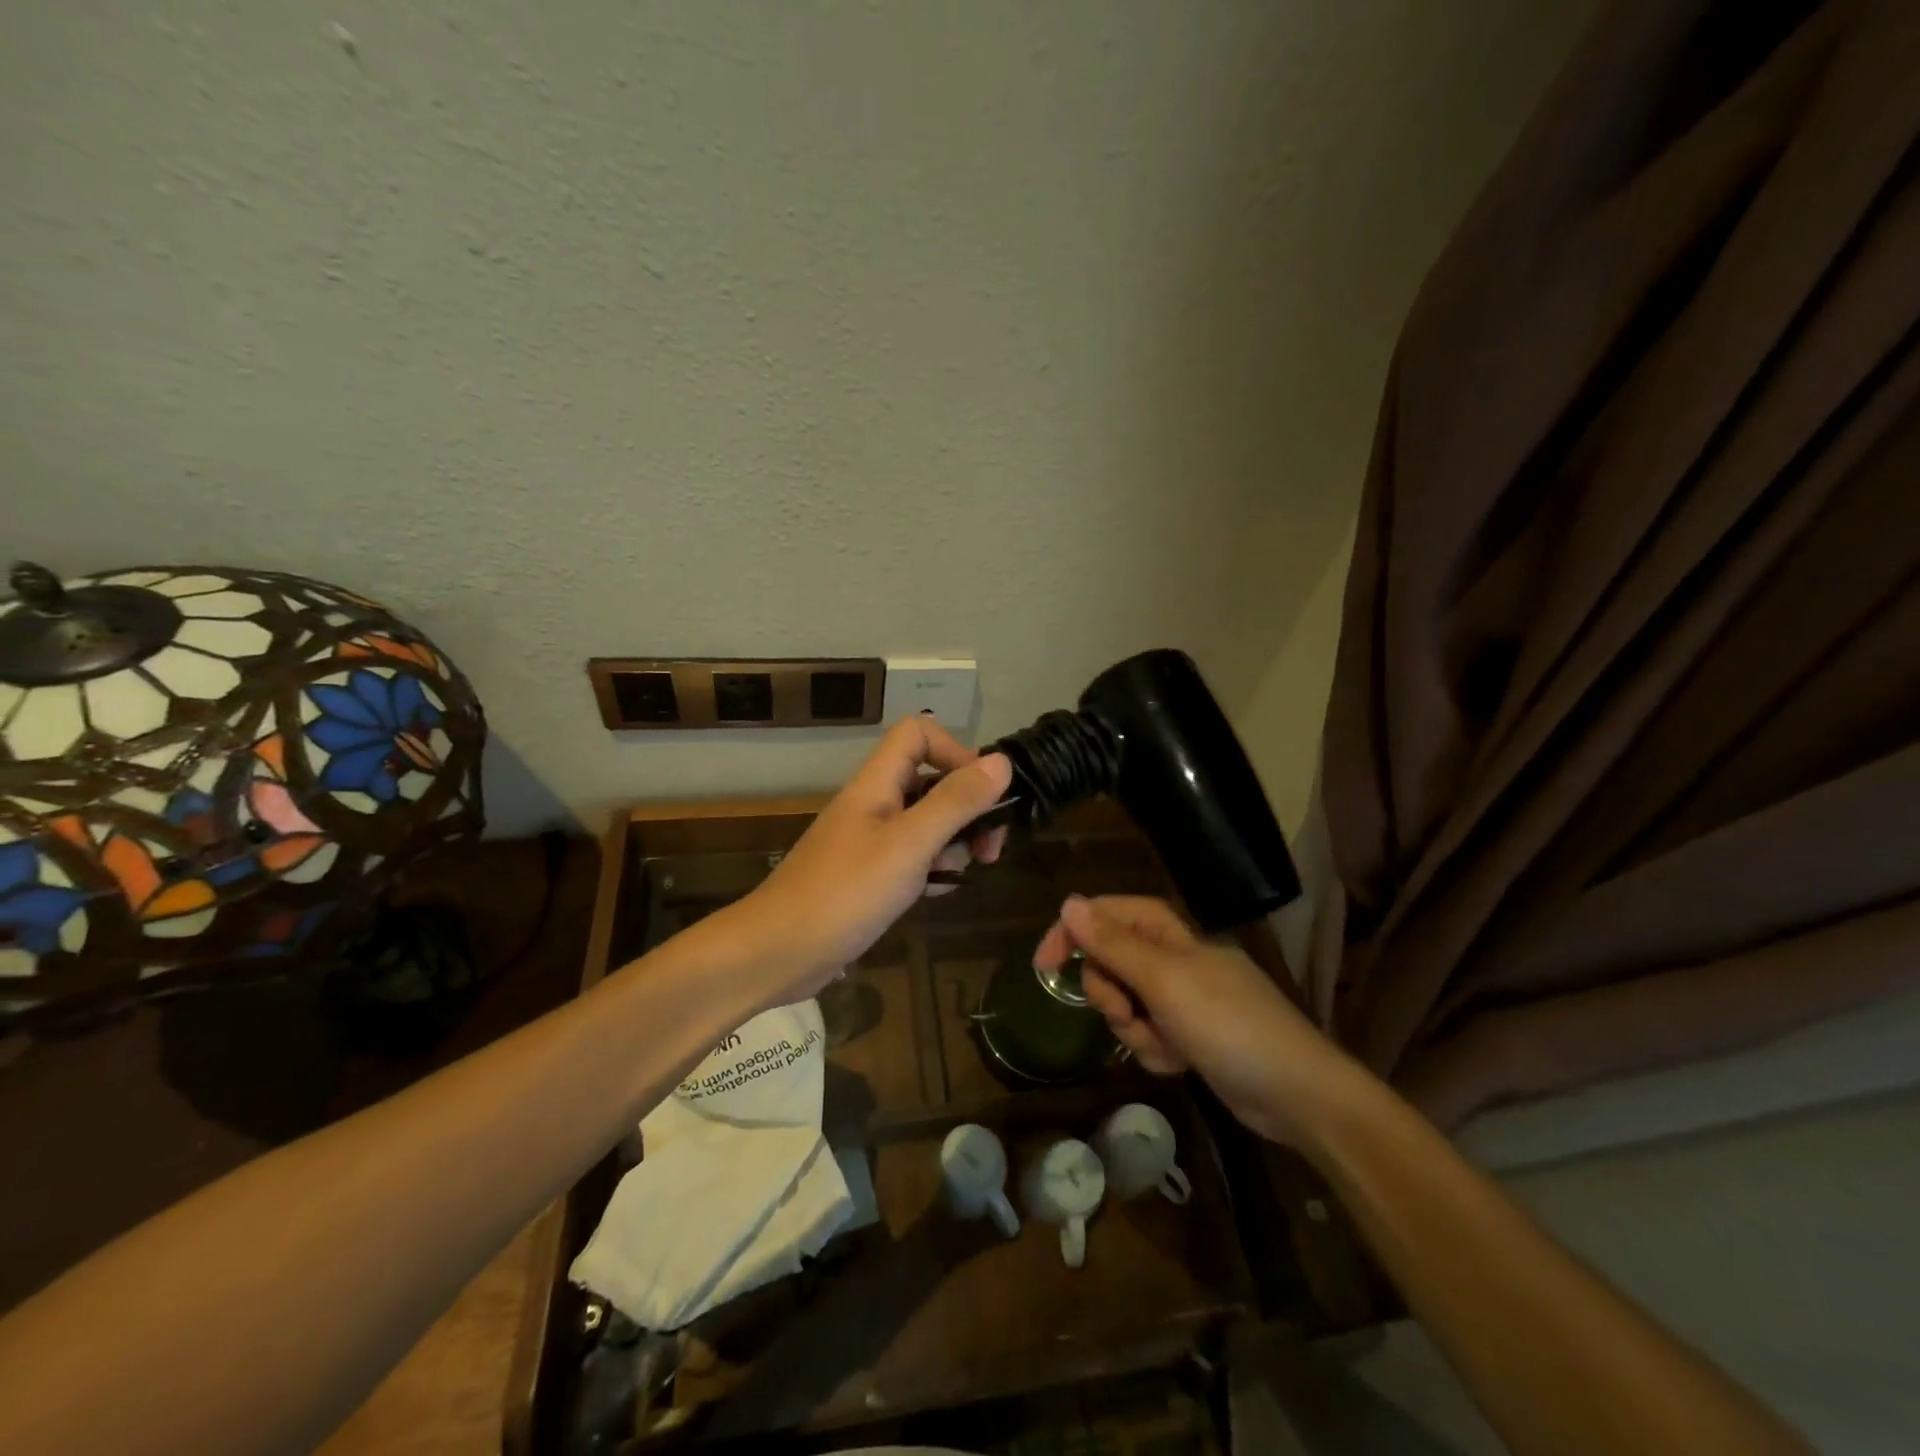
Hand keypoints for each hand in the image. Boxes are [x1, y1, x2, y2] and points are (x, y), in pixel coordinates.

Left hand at [731, 717, 1012, 1008]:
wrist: (777, 953)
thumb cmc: (845, 893)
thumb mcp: (909, 845)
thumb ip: (955, 802)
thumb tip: (1002, 762)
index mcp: (877, 784)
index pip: (918, 734)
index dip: (955, 751)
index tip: (984, 793)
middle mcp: (873, 804)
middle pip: (929, 780)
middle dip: (966, 806)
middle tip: (990, 846)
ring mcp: (868, 840)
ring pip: (924, 822)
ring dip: (952, 841)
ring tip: (960, 873)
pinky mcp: (867, 875)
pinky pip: (910, 857)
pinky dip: (931, 868)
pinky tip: (936, 893)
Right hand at [1034, 895, 1368, 1145]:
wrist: (1295, 1094)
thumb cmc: (1228, 1024)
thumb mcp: (1162, 980)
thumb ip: (1112, 943)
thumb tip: (1069, 902)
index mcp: (1169, 933)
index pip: (1107, 914)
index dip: (1074, 931)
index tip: (1043, 965)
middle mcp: (1172, 959)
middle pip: (1110, 962)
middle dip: (1110, 993)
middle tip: (1128, 1012)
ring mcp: (1182, 999)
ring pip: (1126, 1004)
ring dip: (1134, 1029)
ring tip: (1164, 1045)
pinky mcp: (1190, 1034)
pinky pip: (1148, 1034)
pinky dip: (1155, 1050)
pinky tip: (1180, 1063)